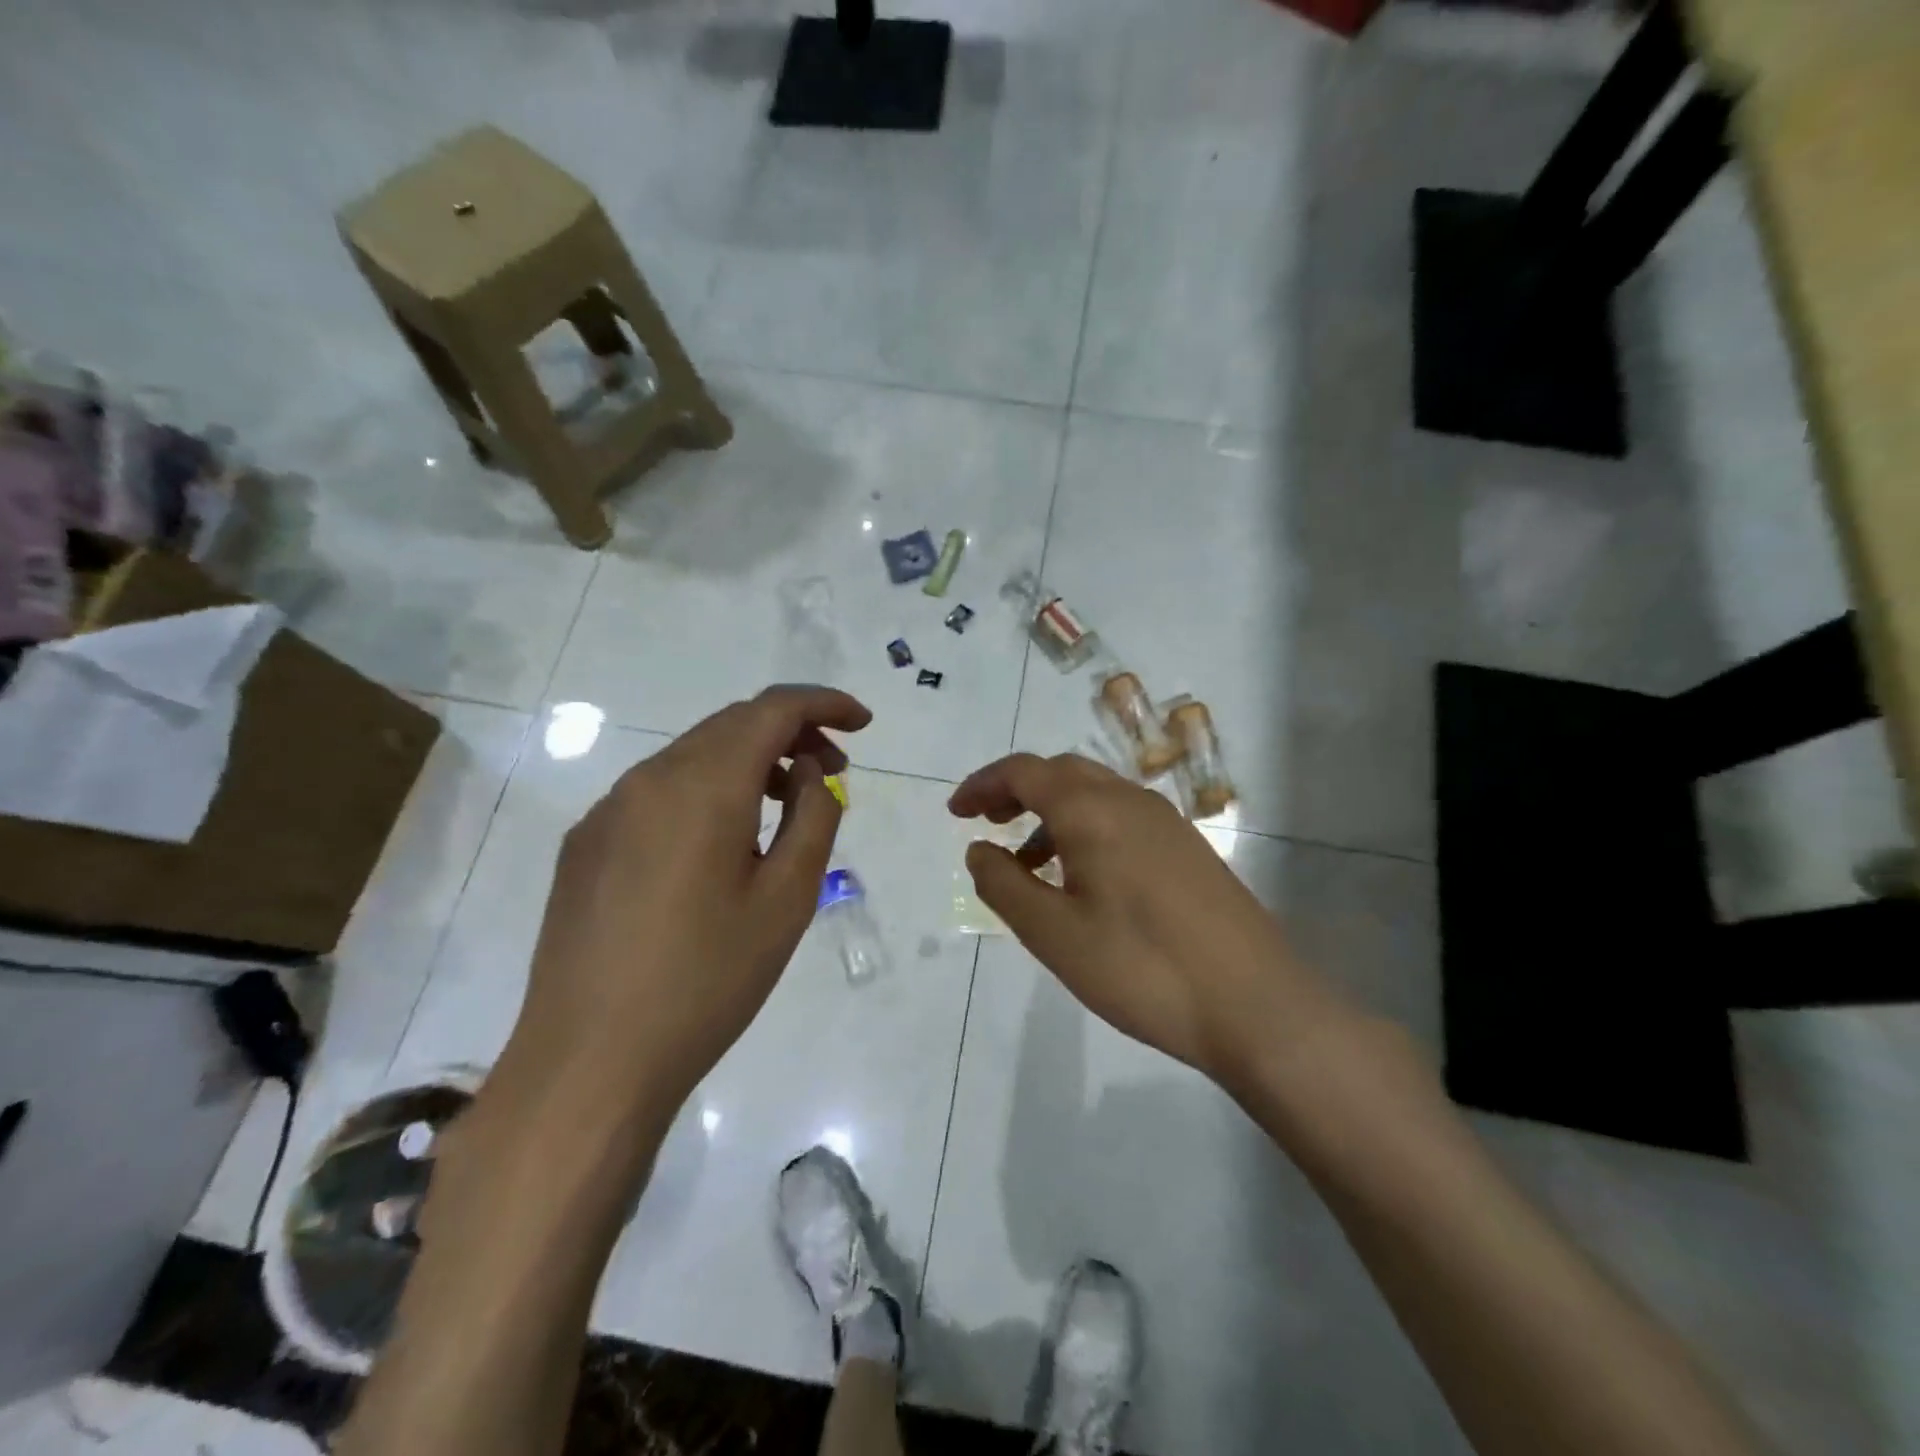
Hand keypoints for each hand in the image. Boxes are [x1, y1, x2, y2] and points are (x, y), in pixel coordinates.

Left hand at [506, 685, 871, 1119]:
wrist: (590, 1062)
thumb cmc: (707, 980)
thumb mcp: (788, 898)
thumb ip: (814, 817)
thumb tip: (811, 772)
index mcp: (702, 785)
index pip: (771, 709)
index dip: (823, 704)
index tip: (862, 723)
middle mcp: (648, 779)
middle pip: (731, 725)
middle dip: (791, 733)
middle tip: (834, 771)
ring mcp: (609, 810)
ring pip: (694, 756)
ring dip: (749, 762)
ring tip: (786, 806)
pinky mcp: (587, 844)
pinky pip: (659, 792)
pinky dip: (707, 791)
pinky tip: (722, 843)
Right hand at [950, 753, 1348, 1085]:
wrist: (1254, 1005)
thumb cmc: (1141, 968)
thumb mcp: (1053, 934)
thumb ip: (1004, 885)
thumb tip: (977, 849)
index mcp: (1092, 810)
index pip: (1024, 772)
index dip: (983, 785)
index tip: (956, 812)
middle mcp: (1129, 800)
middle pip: (1060, 773)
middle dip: (1015, 791)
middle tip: (986, 824)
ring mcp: (1165, 821)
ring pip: (1093, 794)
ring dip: (1051, 813)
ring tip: (1027, 863)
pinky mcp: (1187, 847)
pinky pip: (1121, 817)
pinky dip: (1085, 829)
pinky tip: (1082, 878)